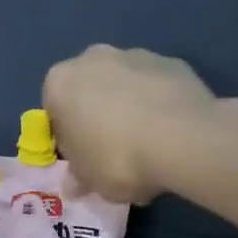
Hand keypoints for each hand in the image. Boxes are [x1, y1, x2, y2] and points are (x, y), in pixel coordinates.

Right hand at [43, 45, 218, 202]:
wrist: (183, 139)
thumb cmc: (117, 158)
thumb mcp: (89, 179)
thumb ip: (78, 176)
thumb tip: (74, 183)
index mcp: (60, 82)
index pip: (54, 111)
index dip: (67, 138)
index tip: (83, 159)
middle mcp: (93, 58)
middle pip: (88, 91)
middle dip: (97, 116)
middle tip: (113, 151)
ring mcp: (135, 55)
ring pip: (124, 86)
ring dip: (129, 107)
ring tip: (148, 145)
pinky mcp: (172, 62)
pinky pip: (156, 87)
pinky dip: (159, 105)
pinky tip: (171, 134)